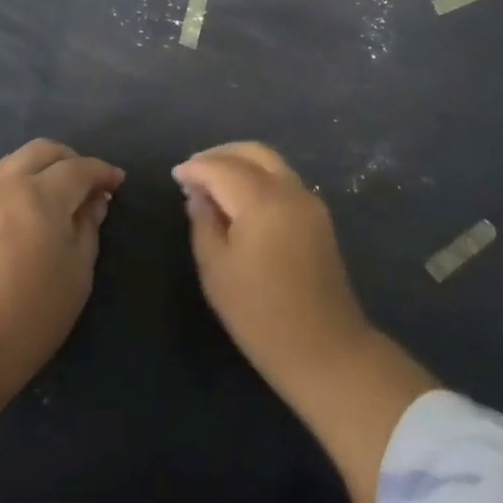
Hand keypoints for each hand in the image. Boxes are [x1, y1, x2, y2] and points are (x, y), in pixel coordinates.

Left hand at [0, 139, 123, 394]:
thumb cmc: (34, 312)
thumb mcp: (79, 271)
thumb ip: (88, 227)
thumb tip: (94, 202)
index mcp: (41, 195)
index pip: (79, 168)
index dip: (102, 172)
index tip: (119, 182)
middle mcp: (10, 185)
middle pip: (43, 150)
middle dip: (72, 159)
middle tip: (90, 185)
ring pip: (18, 159)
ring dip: (45, 165)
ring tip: (63, 192)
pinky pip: (2, 179)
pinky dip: (25, 178)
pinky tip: (36, 205)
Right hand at [176, 142, 438, 502]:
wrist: (326, 350)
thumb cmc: (261, 316)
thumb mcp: (216, 271)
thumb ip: (203, 223)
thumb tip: (198, 195)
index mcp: (262, 200)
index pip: (222, 167)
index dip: (196, 167)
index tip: (176, 175)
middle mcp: (290, 190)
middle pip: (253, 152)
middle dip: (220, 154)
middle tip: (194, 170)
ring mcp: (310, 201)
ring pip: (272, 162)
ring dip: (241, 162)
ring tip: (214, 182)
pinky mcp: (319, 216)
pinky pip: (284, 179)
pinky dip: (259, 176)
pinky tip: (241, 198)